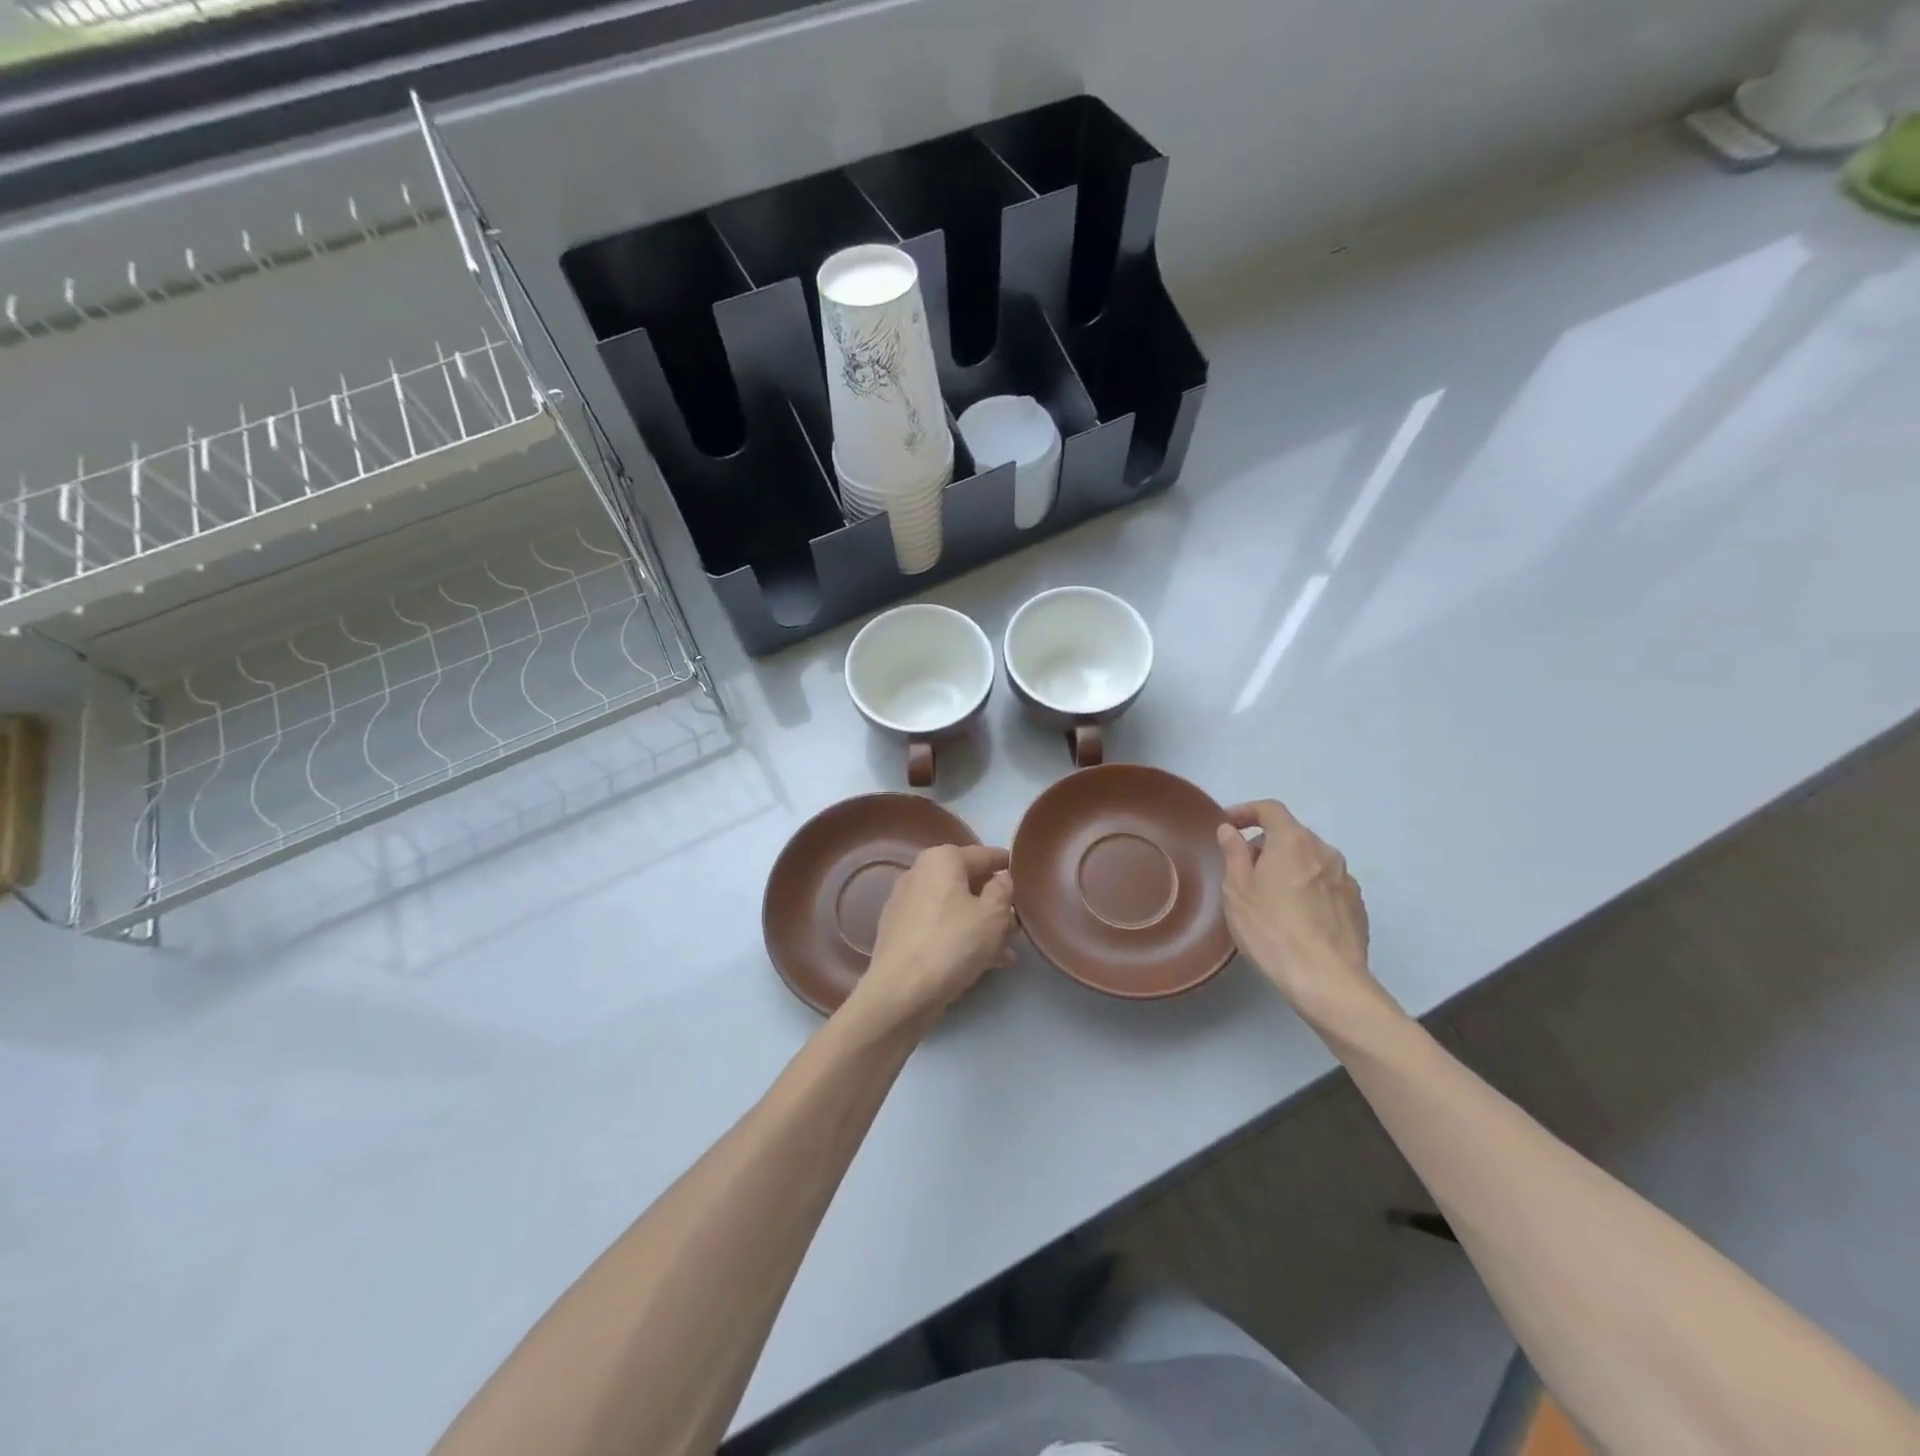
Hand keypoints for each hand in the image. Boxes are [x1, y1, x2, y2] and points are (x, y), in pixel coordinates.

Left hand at [846, 844, 1015, 1033]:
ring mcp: (906, 905)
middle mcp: (919, 874)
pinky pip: (940, 928)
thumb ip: (1003, 891)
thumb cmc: (952, 943)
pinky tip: (987, 962)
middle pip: (967, 882)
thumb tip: (1001, 878)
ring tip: (1009, 947)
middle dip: (994, 901)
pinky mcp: (901, 934)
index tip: (1025, 873)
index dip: (1006, 864)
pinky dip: (962, 938)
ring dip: (982, 924)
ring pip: (955, 908)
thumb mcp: (993, 915)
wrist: (900, 991)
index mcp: (941, 860)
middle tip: (1020, 918)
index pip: (983, 854)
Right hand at [1216, 801, 1395, 1032]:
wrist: (1326, 979)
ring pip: (1310, 861)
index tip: (1229, 825)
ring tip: (1271, 898)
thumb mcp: (1237, 889)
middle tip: (1244, 870)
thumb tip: (1231, 830)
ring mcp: (1346, 879)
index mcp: (1293, 841)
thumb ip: (1234, 852)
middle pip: (1291, 835)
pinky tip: (1297, 918)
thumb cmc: (1271, 929)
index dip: (1247, 811)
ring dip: (1289, 868)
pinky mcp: (1357, 905)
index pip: (1270, 809)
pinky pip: (1326, 885)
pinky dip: (1308, 889)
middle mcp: (1325, 851)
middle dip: (1266, 845)